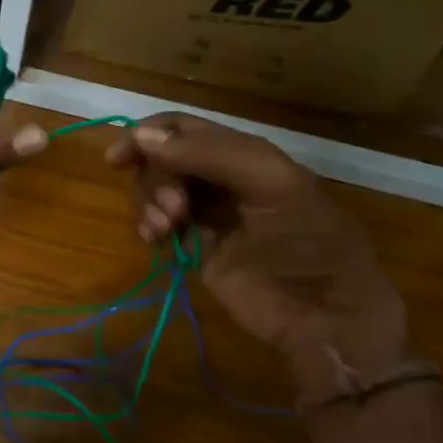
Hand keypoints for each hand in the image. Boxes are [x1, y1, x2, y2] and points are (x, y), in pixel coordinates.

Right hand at [107, 114, 409, 402]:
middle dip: (154, 179)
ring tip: (160, 230)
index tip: (117, 158)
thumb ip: (209, 154)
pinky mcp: (196, 248)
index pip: (184, 129)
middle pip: (163, 160)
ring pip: (156, 191)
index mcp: (245, 154)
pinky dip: (148, 226)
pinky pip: (158, 225)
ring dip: (147, 204)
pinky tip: (154, 240)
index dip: (148, 136)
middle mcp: (222, 178)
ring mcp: (207, 214)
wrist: (325, 314)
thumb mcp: (270, 182)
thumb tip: (141, 136)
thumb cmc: (307, 240)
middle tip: (170, 210)